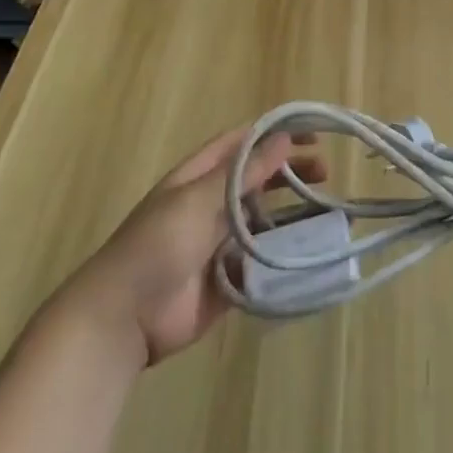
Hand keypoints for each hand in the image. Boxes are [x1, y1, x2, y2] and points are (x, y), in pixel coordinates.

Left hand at [58, 126, 326, 367]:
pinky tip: (313, 250)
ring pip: (266, 218)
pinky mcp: (229, 277)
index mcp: (200, 177)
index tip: (313, 132)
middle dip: (291, 170)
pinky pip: (264, 259)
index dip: (277, 133)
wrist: (123, 319)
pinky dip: (287, 253)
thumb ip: (243, 172)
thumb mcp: (198, 200)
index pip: (244, 143)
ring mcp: (221, 242)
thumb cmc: (156, 246)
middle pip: (259, 178)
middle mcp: (212, 203)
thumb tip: (283, 138)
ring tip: (329, 210)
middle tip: (326, 172)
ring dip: (294, 212)